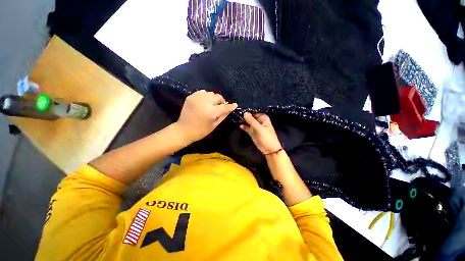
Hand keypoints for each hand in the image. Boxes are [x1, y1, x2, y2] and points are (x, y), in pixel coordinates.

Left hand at [175, 90, 236, 142]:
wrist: (184, 130)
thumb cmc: (201, 131)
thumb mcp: (214, 125)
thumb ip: (223, 116)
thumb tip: (229, 109)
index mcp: (211, 112)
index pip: (224, 107)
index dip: (230, 106)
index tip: (235, 105)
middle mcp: (204, 103)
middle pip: (217, 97)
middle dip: (221, 101)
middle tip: (221, 106)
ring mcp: (196, 98)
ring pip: (210, 93)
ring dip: (213, 98)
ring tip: (212, 104)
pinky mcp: (191, 97)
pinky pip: (202, 92)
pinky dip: (205, 96)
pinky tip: (205, 102)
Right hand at [240, 112, 281, 153]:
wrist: (269, 149)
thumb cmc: (266, 137)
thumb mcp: (259, 128)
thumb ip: (251, 120)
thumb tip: (244, 113)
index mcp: (262, 117)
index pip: (253, 112)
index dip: (247, 111)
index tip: (239, 110)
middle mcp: (258, 120)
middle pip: (249, 117)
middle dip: (244, 116)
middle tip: (236, 115)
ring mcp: (255, 126)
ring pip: (247, 122)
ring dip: (243, 121)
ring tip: (236, 119)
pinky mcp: (252, 132)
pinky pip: (246, 127)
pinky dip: (243, 127)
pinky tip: (240, 126)